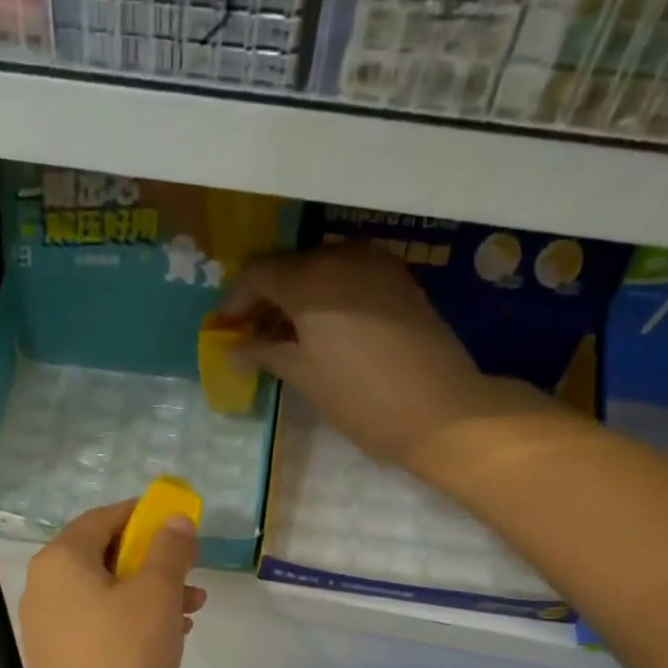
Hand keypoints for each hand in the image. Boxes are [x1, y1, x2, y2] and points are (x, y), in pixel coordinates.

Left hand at [20, 500, 207, 667]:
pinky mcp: (57, 658)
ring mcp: (47, 625)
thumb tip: (174, 519)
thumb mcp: (156, 594)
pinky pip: (97, 623)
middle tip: (191, 573)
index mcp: (61, 560)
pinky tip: (166, 639)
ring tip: (190, 611)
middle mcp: (44, 586)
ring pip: (105, 593)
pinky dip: (131, 621)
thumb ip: (169, 549)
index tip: (178, 523)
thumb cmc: (124, 655)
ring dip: (149, 594)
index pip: (103, 517)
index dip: (143, 515)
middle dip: (153, 561)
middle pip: (104, 556)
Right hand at [224, 243, 553, 475]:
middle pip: (289, 265)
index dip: (235, 299)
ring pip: (320, 268)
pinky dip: (327, 296)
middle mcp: (342, 257)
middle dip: (266, 296)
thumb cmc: (359, 398)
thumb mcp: (302, 375)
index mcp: (311, 279)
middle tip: (252, 334)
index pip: (257, 273)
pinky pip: (348, 276)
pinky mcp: (398, 280)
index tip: (226, 329)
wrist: (440, 411)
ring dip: (297, 296)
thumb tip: (233, 347)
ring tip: (286, 336)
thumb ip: (264, 351)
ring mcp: (376, 264)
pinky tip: (321, 330)